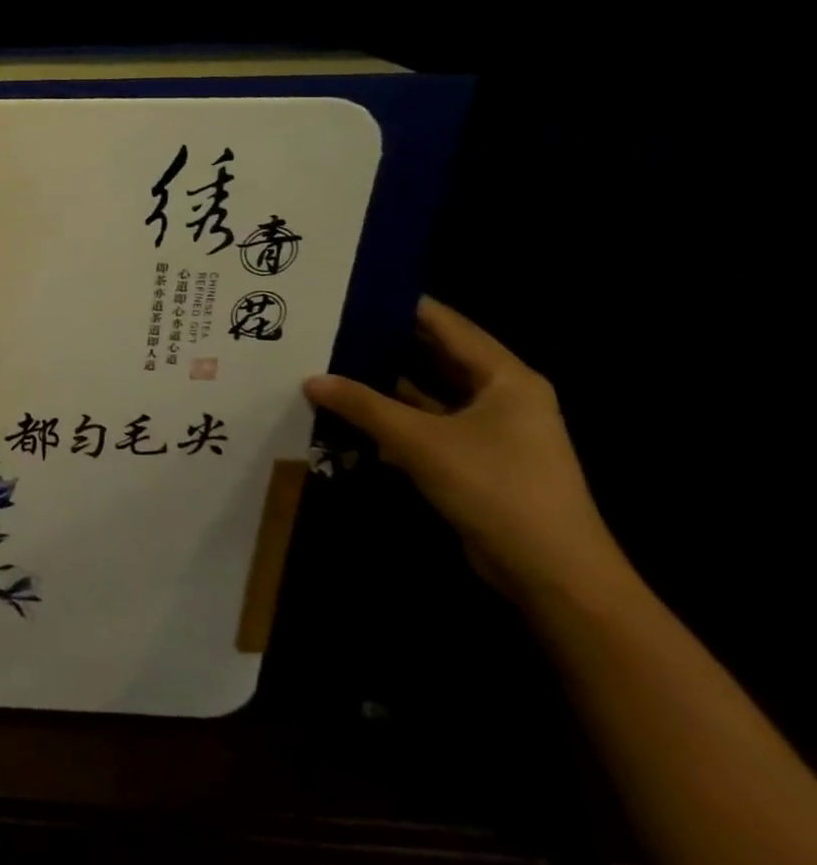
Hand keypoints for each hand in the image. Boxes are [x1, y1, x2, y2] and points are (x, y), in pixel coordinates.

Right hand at [304, 297, 629, 608]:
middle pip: (435, 356)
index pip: (445, 324)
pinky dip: (393, 418)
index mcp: (505, 378)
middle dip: (385, 344)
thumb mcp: (419, 441)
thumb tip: (311, 379)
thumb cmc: (495, 488)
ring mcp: (491, 431)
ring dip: (384, 384)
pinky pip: (427, 425)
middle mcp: (502, 396)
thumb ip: (363, 405)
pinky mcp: (477, 460)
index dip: (400, 305)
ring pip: (428, 393)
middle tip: (329, 326)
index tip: (350, 291)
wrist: (553, 574)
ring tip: (329, 364)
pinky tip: (350, 413)